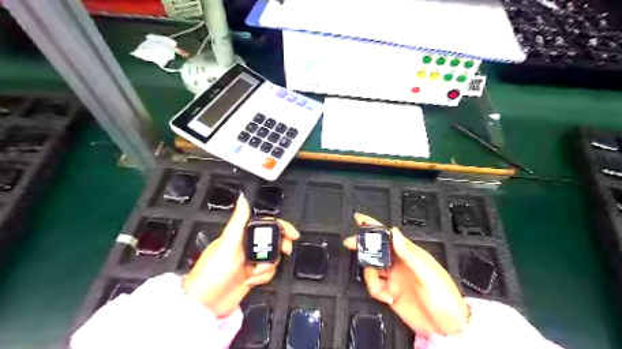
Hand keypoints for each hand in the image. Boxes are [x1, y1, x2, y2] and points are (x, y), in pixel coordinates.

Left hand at [183, 195, 298, 317]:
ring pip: (272, 257)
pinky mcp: (252, 275)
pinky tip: (252, 280)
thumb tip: (242, 198)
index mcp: (240, 235)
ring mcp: (249, 261)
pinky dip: (264, 276)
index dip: (280, 227)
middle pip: (272, 240)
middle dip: (280, 246)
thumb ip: (238, 220)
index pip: (265, 225)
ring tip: (255, 272)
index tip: (292, 234)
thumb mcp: (227, 243)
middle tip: (285, 251)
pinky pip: (268, 271)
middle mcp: (246, 246)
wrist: (206, 304)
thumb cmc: (213, 271)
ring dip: (268, 266)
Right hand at [342, 214, 468, 335]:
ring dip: (370, 277)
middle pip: (376, 249)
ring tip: (380, 288)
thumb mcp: (428, 274)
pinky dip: (375, 290)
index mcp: (410, 255)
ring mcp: (394, 278)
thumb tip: (395, 233)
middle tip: (351, 244)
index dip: (375, 227)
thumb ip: (409, 253)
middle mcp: (400, 264)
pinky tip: (386, 297)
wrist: (446, 330)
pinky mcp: (390, 292)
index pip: (389, 236)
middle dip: (363, 246)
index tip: (361, 220)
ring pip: (372, 268)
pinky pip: (374, 286)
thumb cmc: (445, 299)